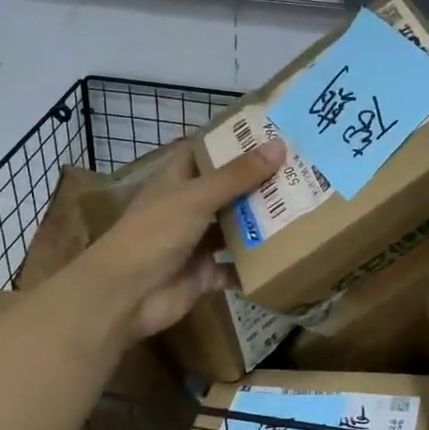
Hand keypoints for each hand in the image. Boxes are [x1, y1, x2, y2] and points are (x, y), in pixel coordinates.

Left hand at [82, 139, 285, 340]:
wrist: (125, 296)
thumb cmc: (154, 234)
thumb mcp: (196, 197)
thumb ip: (237, 176)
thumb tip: (280, 145)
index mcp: (178, 181)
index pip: (207, 153)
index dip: (234, 143)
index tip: (271, 134)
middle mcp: (188, 208)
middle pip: (228, 191)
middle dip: (259, 184)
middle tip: (302, 172)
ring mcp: (197, 243)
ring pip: (235, 229)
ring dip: (262, 224)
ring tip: (304, 209)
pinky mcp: (205, 275)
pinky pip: (236, 269)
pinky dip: (256, 267)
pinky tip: (288, 258)